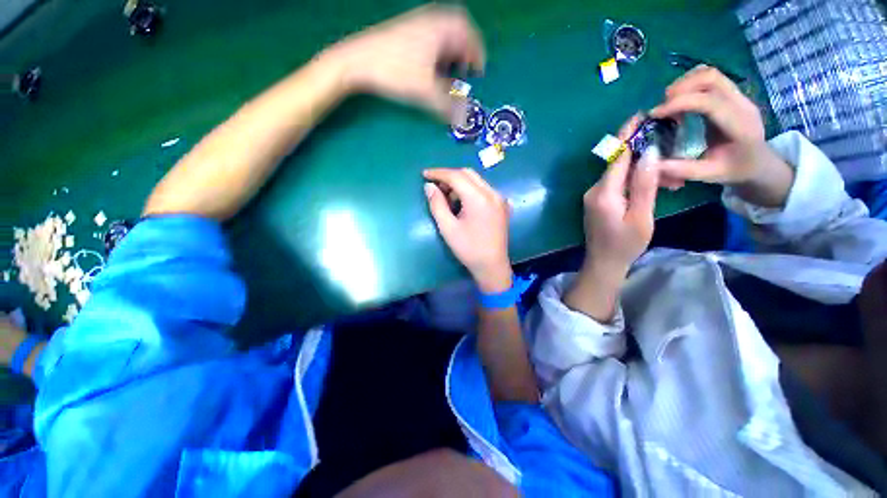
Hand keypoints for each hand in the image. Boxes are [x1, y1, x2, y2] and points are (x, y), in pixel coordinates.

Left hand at [323, 4, 485, 121]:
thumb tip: (463, 118)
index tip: (478, 72)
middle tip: (466, 69)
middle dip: (466, 50)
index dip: (477, 54)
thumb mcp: (426, 92)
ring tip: (450, 69)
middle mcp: (432, 19)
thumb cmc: (395, 71)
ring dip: (452, 49)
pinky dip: (438, 48)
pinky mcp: (405, 29)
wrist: (357, 60)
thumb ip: (447, 106)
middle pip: (459, 29)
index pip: (470, 35)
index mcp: (442, 28)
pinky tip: (432, 64)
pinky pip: (431, 34)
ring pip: (444, 31)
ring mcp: (417, 21)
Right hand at [423, 168, 511, 292]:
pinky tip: (462, 202)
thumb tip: (429, 186)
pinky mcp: (501, 205)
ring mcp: (499, 199)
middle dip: (449, 176)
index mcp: (479, 198)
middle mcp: (492, 193)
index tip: (424, 174)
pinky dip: (470, 190)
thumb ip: (437, 204)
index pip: (457, 176)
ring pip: (476, 180)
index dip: (439, 173)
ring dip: (460, 183)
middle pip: (468, 174)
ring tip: (446, 197)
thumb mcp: (448, 228)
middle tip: (434, 186)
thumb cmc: (468, 249)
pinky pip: (483, 189)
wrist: (492, 266)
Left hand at [583, 115, 659, 276]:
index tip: (641, 116)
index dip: (629, 135)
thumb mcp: (641, 216)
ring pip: (620, 175)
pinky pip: (616, 185)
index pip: (617, 157)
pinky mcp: (597, 201)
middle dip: (645, 156)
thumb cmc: (625, 244)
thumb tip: (650, 153)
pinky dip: (635, 182)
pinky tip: (655, 185)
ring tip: (672, 179)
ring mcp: (594, 196)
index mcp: (603, 193)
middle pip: (619, 164)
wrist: (603, 262)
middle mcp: (594, 190)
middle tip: (673, 157)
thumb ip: (644, 185)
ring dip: (643, 172)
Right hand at [650, 66, 781, 187]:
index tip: (655, 114)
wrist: (759, 162)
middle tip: (662, 108)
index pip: (709, 101)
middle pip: (711, 78)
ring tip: (669, 104)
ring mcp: (738, 96)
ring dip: (684, 84)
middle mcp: (741, 104)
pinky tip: (681, 102)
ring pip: (709, 73)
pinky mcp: (732, 94)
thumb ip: (683, 169)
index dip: (679, 103)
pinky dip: (690, 84)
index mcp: (739, 125)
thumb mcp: (710, 175)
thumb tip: (652, 163)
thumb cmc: (735, 170)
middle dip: (681, 88)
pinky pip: (710, 78)